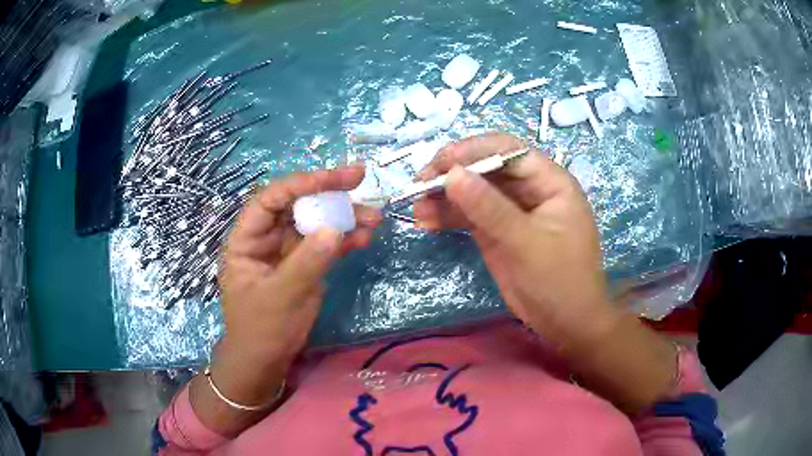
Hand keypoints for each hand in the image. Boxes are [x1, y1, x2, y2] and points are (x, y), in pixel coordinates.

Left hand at [209, 164, 381, 410]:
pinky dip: (345, 240)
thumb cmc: (261, 329)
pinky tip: (365, 238)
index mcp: (247, 239)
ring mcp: (288, 251)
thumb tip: (335, 229)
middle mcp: (267, 238)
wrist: (266, 361)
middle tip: (360, 179)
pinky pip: (325, 245)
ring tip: (374, 217)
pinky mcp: (305, 265)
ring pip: (315, 223)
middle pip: (297, 205)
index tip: (334, 179)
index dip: (301, 184)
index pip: (271, 199)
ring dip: (344, 217)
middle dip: (328, 193)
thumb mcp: (280, 297)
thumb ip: (306, 262)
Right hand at [414, 133, 615, 346]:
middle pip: (487, 168)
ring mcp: (511, 210)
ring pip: (474, 192)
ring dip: (445, 197)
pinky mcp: (497, 231)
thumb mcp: (527, 242)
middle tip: (419, 185)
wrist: (565, 323)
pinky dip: (448, 217)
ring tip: (417, 208)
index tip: (441, 162)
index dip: (474, 151)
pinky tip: (426, 221)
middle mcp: (529, 189)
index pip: (509, 151)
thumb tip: (453, 174)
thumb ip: (490, 208)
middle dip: (453, 174)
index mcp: (549, 181)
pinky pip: (469, 216)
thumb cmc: (559, 279)